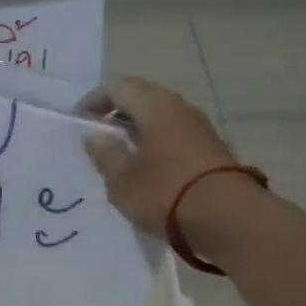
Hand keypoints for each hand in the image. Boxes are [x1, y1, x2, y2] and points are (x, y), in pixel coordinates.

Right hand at [80, 77, 238, 235]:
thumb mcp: (122, 180)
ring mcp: (199, 128)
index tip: (79, 120)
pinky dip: (155, 145)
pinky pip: (174, 137)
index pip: (119, 87)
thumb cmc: (165, 192)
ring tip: (119, 156)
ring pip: (160, 119)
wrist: (227, 218)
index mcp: (155, 106)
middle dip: (117, 114)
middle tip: (98, 136)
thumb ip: (105, 155)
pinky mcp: (210, 150)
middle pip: (143, 99)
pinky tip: (146, 170)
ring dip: (138, 132)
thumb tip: (94, 135)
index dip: (95, 100)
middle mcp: (179, 108)